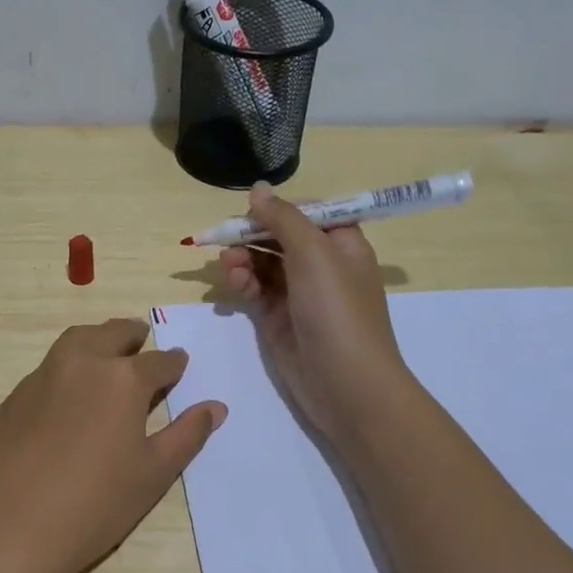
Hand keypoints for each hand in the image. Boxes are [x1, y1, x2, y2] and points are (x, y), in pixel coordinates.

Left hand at [0, 319, 226, 572]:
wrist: (10, 527)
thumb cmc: (95, 504)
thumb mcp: (153, 473)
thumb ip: (187, 434)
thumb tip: (215, 407)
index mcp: (122, 379)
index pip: (158, 361)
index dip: (173, 363)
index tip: (180, 363)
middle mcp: (82, 364)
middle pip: (112, 334)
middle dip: (132, 334)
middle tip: (142, 338)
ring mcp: (43, 376)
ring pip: (76, 340)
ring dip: (97, 338)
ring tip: (107, 350)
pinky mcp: (15, 396)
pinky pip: (49, 366)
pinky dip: (68, 364)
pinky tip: (69, 391)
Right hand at [218, 183, 413, 444]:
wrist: (347, 384)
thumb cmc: (337, 309)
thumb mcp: (314, 253)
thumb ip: (283, 218)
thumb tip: (258, 188)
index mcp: (341, 242)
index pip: (306, 212)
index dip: (278, 209)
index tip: (251, 211)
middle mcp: (320, 264)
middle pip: (278, 235)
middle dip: (251, 234)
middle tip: (225, 239)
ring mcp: (298, 293)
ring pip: (261, 262)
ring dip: (242, 258)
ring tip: (230, 267)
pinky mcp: (278, 318)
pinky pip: (254, 289)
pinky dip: (243, 282)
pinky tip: (235, 284)